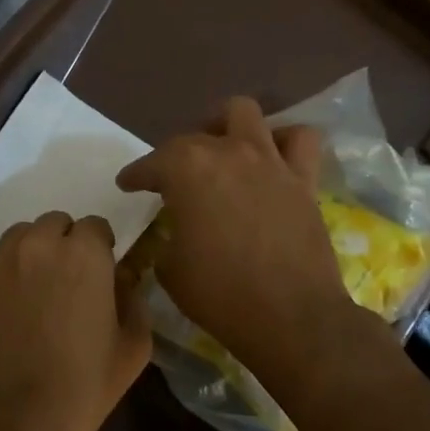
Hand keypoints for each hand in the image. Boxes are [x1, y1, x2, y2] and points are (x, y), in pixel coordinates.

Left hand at [0, 211, 151, 430]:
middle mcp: (39, 247)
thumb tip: (123, 281)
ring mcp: (1, 265)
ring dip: (36, 250)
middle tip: (73, 280)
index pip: (95, 226)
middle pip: (56, 223)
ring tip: (42, 286)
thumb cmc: (83, 388)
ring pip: (22, 236)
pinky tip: (18, 307)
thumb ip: (134, 301)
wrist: (12, 422)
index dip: (102, 247)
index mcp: (83, 256)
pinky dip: (12, 272)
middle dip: (67, 243)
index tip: (103, 272)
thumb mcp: (133, 348)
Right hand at [117, 97, 355, 386]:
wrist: (288, 317)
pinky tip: (270, 159)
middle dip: (175, 155)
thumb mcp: (168, 268)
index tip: (127, 184)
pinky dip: (281, 141)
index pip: (151, 163)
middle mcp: (227, 152)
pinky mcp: (303, 180)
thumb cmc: (218, 294)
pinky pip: (298, 141)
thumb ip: (167, 236)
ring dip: (226, 126)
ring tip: (221, 148)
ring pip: (245, 113)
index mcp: (186, 170)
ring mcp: (269, 161)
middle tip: (171, 179)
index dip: (135, 174)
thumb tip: (176, 232)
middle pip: (193, 137)